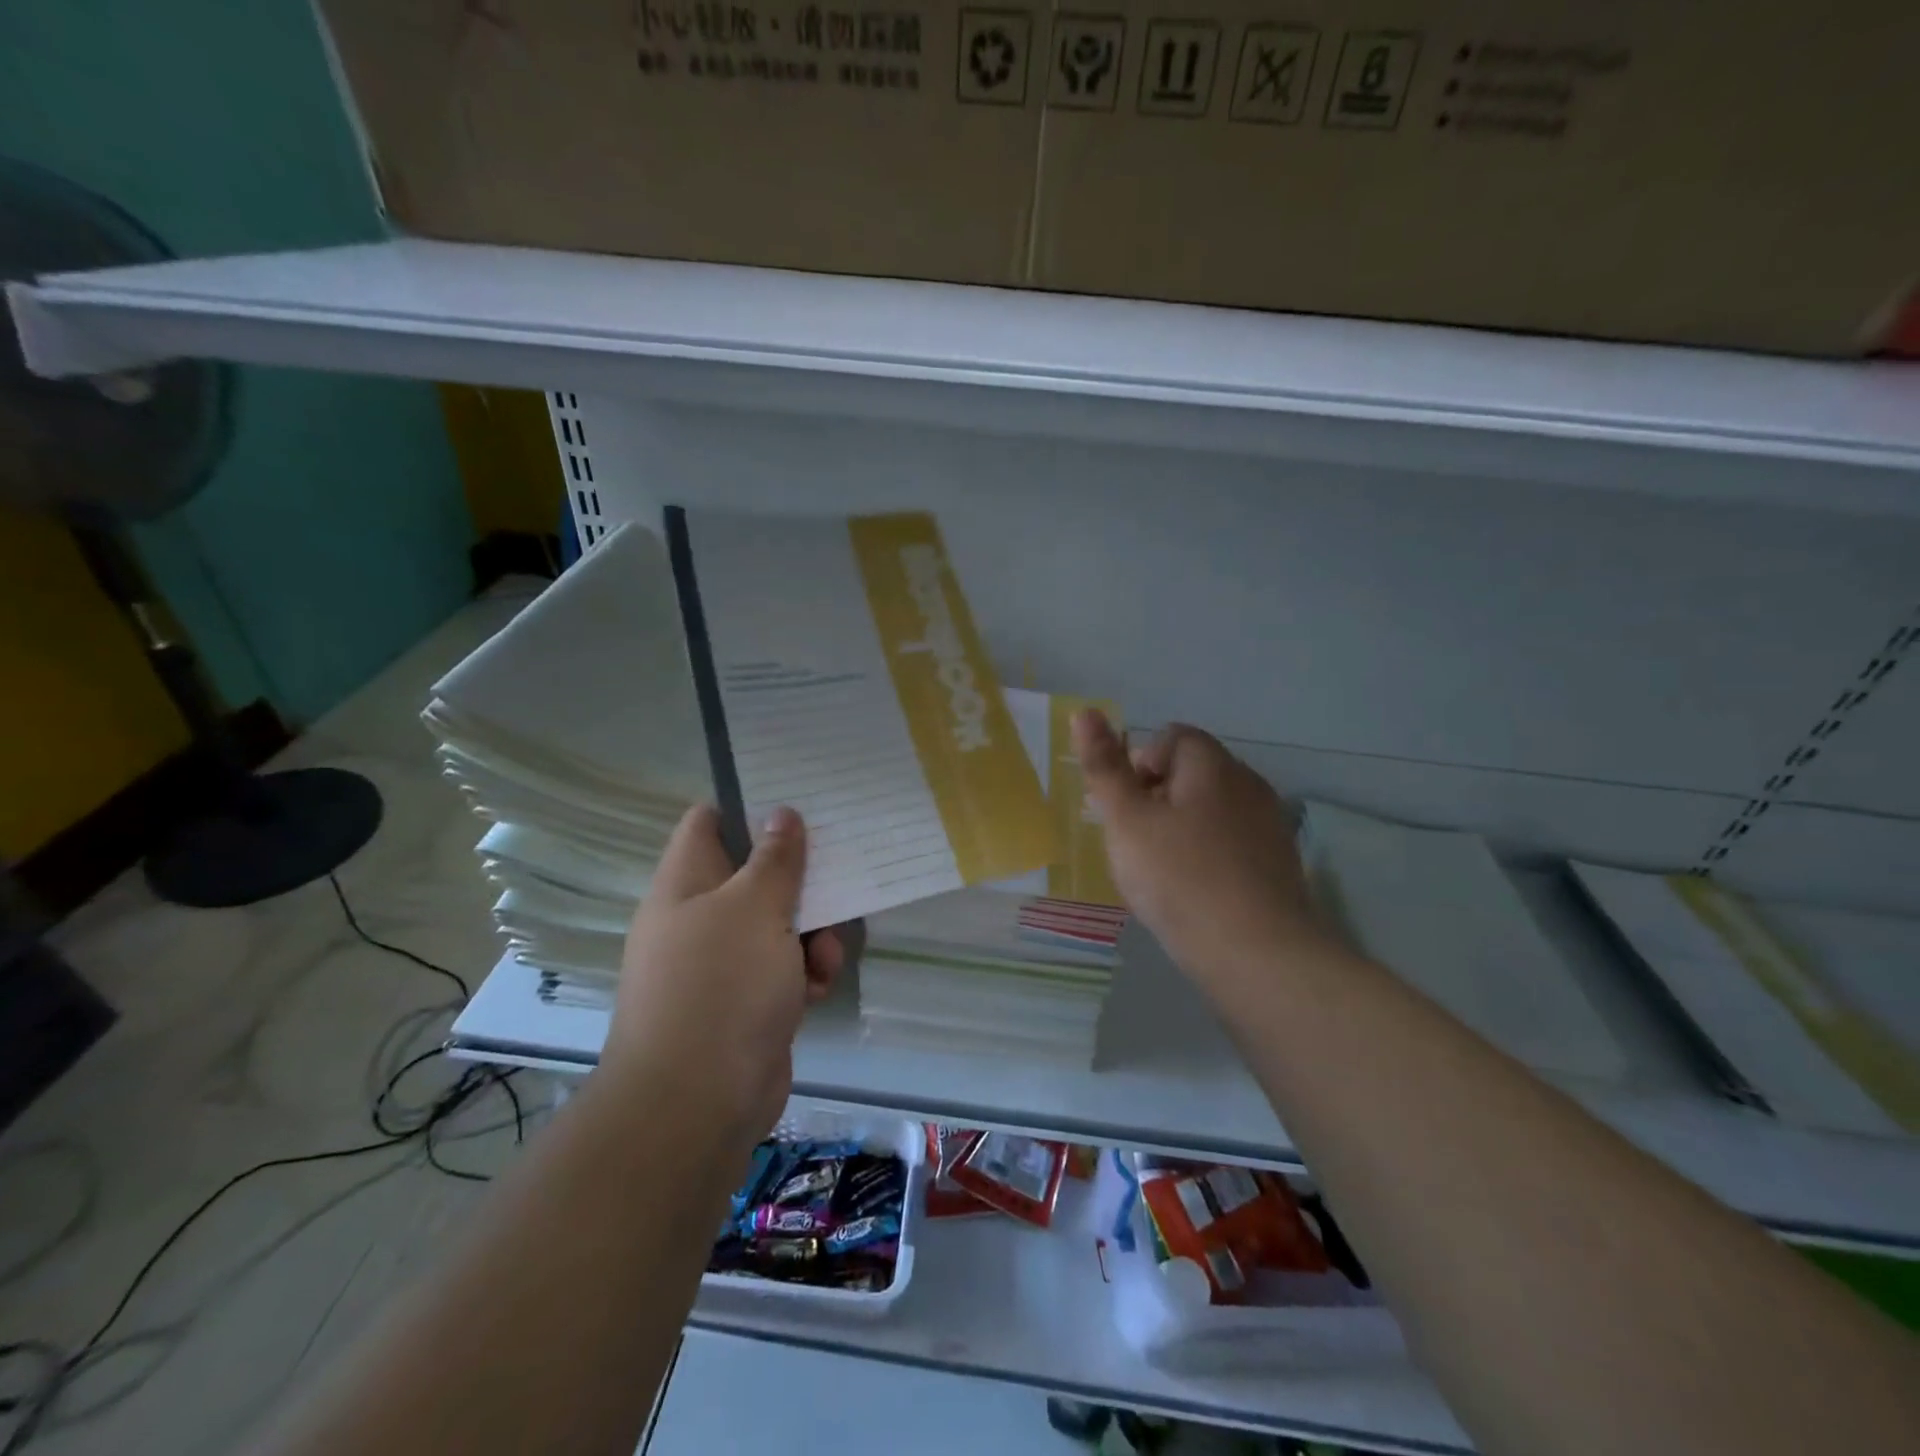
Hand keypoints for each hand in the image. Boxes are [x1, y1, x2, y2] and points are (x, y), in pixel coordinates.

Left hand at [606, 804, 849, 1142]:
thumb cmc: (722, 986)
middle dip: (800, 879)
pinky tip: (817, 989)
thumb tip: (782, 813)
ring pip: (779, 924)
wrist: (698, 1103)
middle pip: (755, 874)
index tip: (799, 802)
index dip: (750, 805)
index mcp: (685, 883)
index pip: (710, 821)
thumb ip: (775, 858)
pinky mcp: (746, 1001)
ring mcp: (722, 963)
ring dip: (812, 933)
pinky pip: (784, 968)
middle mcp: (699, 917)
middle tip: (839, 871)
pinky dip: (804, 973)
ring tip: (823, 954)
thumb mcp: (756, 908)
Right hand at [1071, 710, 1321, 986]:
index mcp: (1212, 765)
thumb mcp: (1126, 820)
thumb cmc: (1180, 878)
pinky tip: (1192, 892)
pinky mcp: (1278, 864)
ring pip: (1210, 810)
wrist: (1257, 954)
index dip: (1138, 765)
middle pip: (1191, 773)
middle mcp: (1248, 784)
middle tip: (1134, 842)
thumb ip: (1104, 766)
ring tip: (1159, 871)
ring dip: (1179, 828)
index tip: (1124, 809)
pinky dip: (1206, 855)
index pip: (1171, 738)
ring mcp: (1269, 825)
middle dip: (1155, 798)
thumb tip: (1086, 711)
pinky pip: (1230, 843)